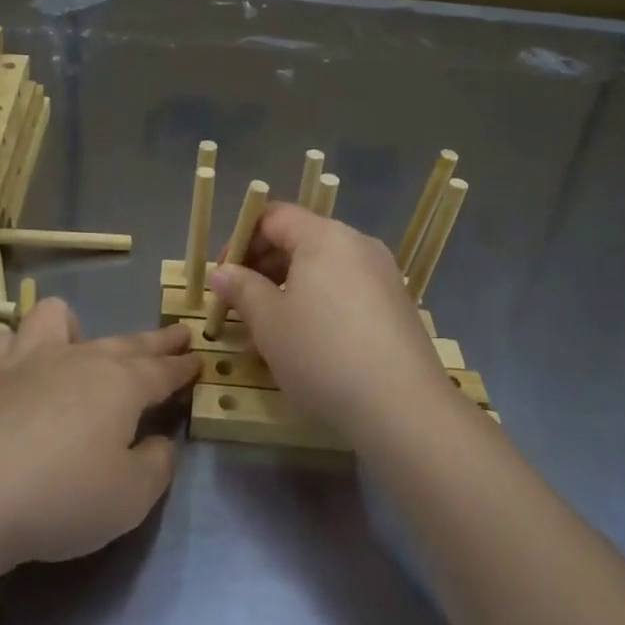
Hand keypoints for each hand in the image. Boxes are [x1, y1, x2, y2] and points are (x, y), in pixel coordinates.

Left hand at [0, 299, 197, 575]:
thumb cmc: (59, 498)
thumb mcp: (130, 497)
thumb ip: (156, 465)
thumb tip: (158, 441)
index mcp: (120, 384)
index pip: (162, 370)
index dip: (182, 367)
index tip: (198, 359)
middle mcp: (77, 359)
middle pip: (125, 342)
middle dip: (155, 341)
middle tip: (176, 335)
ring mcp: (26, 361)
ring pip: (57, 318)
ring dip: (76, 327)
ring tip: (79, 346)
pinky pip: (7, 341)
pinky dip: (19, 348)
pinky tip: (19, 368)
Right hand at [209, 203, 451, 442]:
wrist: (402, 407)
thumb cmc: (322, 354)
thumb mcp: (269, 322)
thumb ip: (241, 289)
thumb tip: (221, 271)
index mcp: (325, 236)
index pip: (273, 217)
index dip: (241, 240)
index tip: (224, 275)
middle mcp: (358, 245)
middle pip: (300, 239)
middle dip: (263, 267)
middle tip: (240, 304)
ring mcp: (382, 275)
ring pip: (323, 268)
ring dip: (288, 289)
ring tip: (268, 329)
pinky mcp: (396, 305)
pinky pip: (346, 290)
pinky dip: (318, 304)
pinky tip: (306, 342)